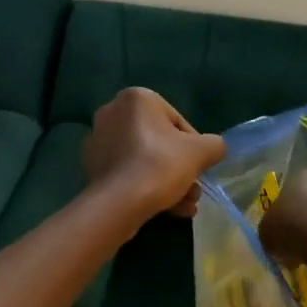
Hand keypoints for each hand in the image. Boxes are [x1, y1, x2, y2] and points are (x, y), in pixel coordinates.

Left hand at [80, 88, 225, 219]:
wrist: (118, 203)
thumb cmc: (160, 165)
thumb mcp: (201, 152)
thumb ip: (214, 145)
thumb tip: (215, 148)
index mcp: (137, 98)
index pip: (177, 121)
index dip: (194, 147)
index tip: (199, 168)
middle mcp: (112, 112)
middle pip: (160, 142)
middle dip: (180, 169)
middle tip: (193, 191)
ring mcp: (98, 139)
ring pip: (144, 160)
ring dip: (168, 182)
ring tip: (185, 206)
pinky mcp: (92, 165)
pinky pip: (128, 172)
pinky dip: (146, 186)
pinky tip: (165, 209)